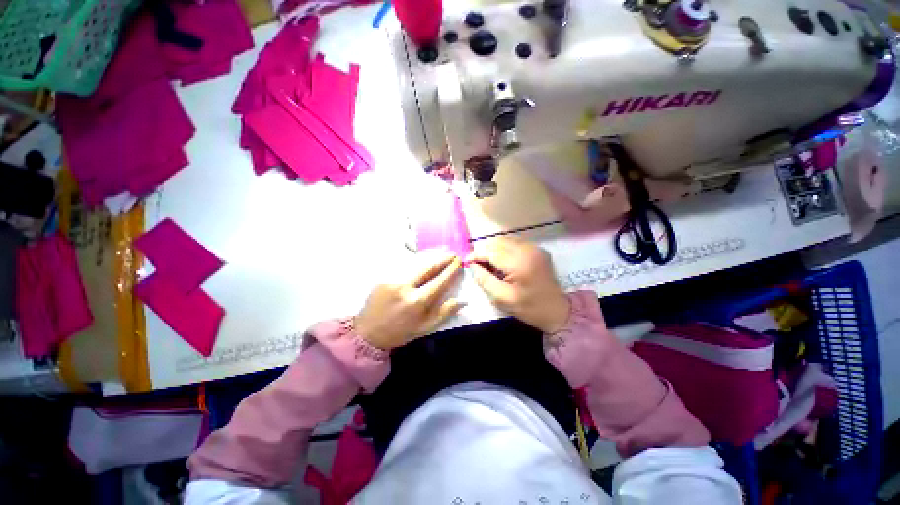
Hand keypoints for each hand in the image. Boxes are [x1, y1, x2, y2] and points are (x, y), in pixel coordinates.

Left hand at [355, 253, 463, 350]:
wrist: (367, 333)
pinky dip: (416, 268)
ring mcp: (393, 281)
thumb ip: (444, 313)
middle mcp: (405, 287)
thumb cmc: (400, 333)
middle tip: (452, 254)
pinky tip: (422, 266)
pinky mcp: (384, 279)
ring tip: (441, 257)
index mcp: (417, 302)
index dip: (451, 270)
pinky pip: (404, 271)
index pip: (439, 281)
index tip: (459, 262)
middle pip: (428, 268)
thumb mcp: (425, 328)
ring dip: (430, 261)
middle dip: (442, 260)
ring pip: (416, 267)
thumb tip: (463, 300)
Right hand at [468, 237, 570, 333]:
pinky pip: (515, 242)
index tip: (466, 262)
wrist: (557, 311)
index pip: (491, 252)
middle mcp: (528, 250)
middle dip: (484, 251)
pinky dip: (504, 248)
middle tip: (478, 264)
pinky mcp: (538, 249)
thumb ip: (484, 280)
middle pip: (498, 242)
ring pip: (506, 239)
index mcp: (519, 263)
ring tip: (489, 263)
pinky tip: (502, 261)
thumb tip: (472, 265)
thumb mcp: (502, 298)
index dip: (476, 255)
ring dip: (494, 249)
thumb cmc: (529, 308)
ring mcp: (535, 248)